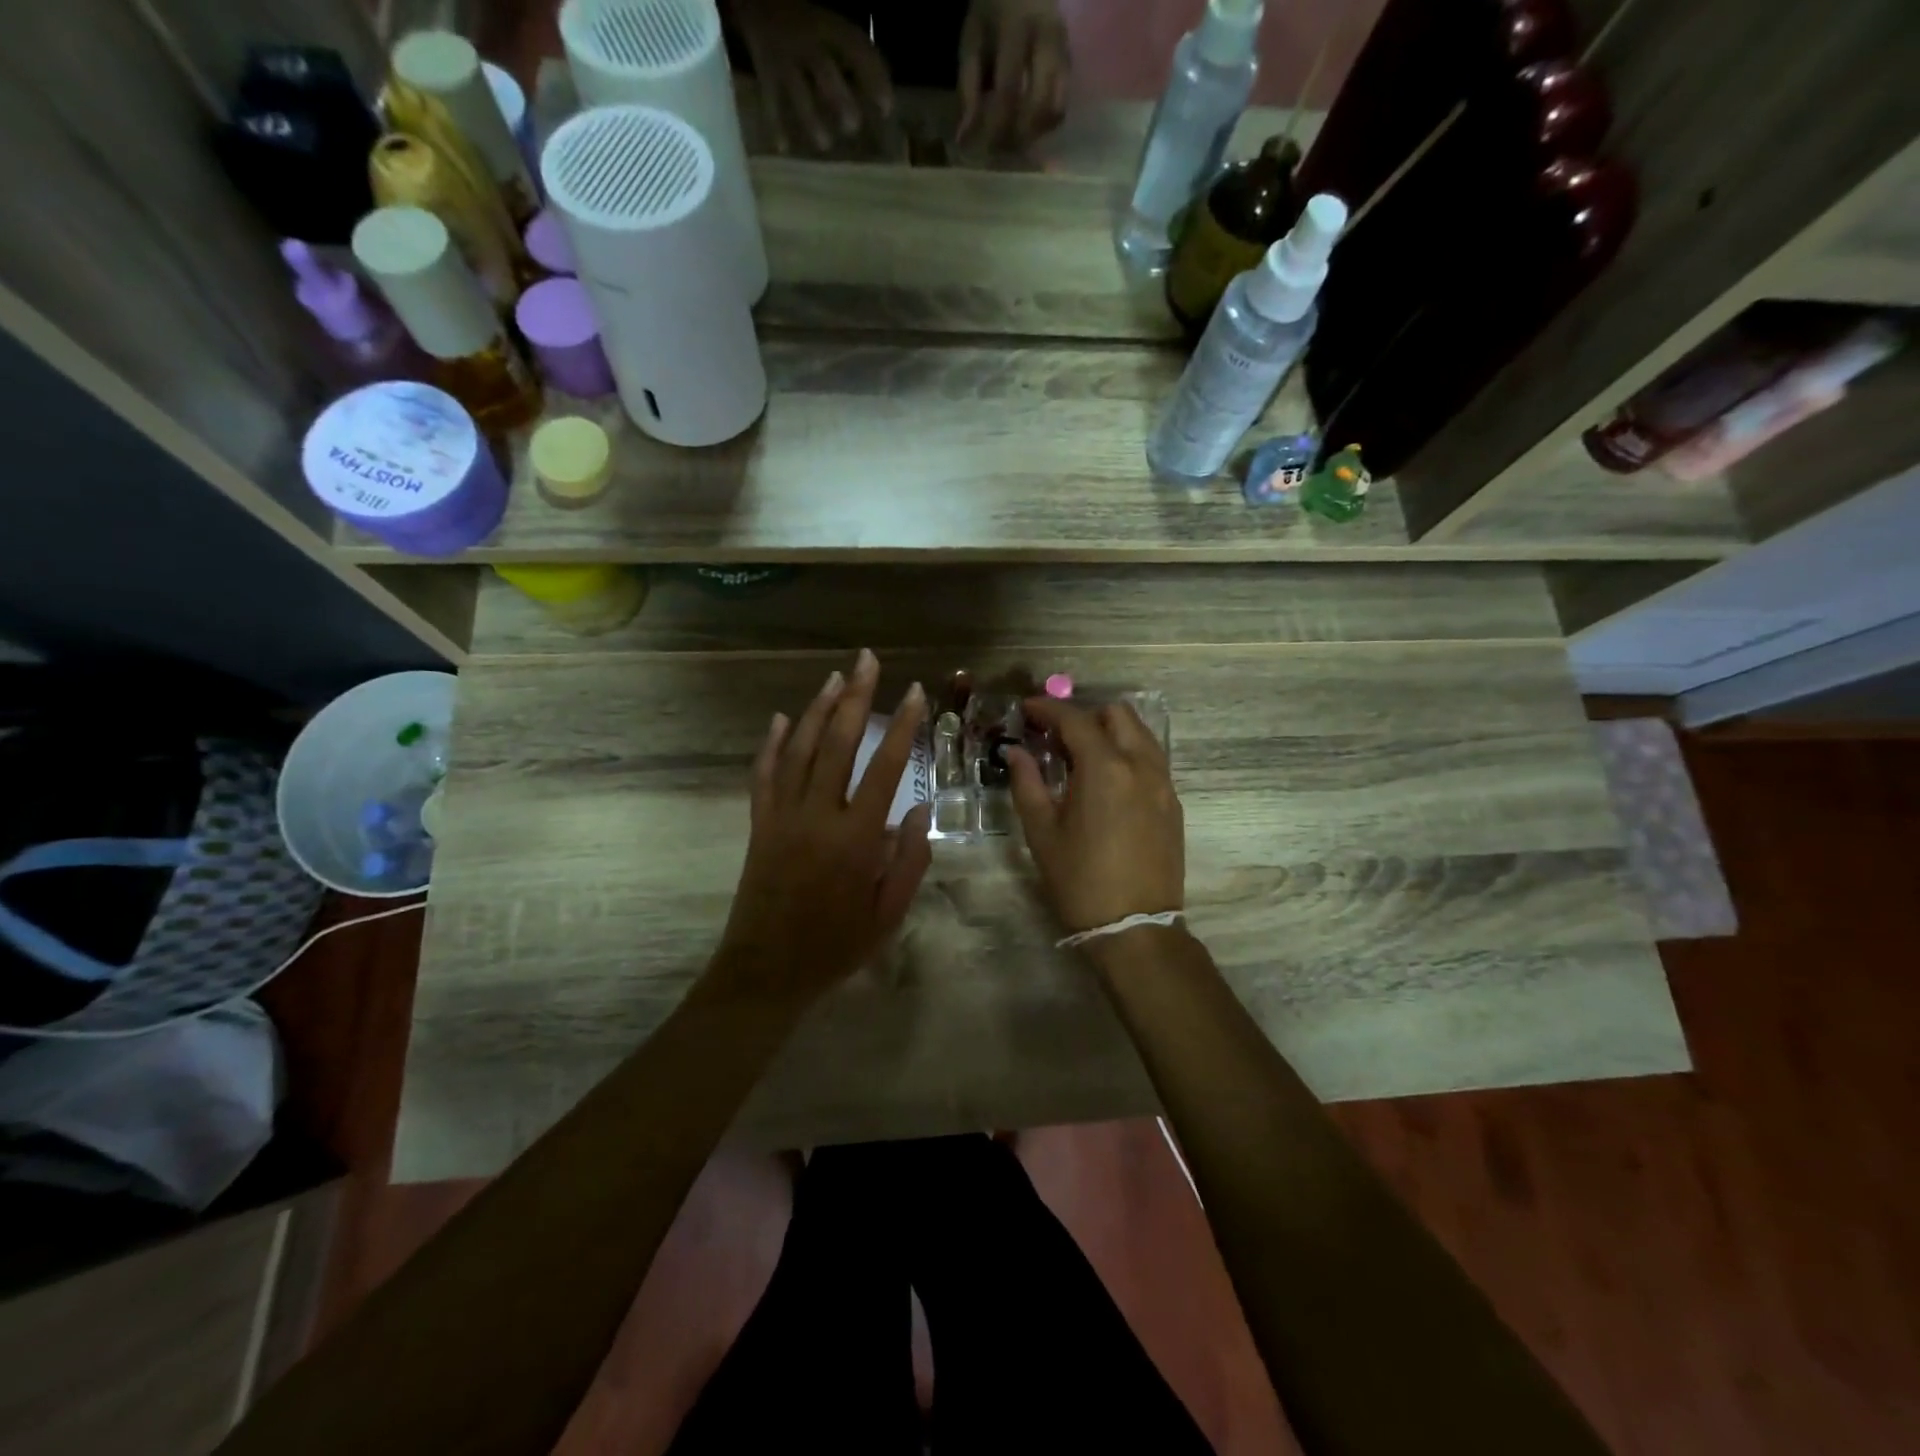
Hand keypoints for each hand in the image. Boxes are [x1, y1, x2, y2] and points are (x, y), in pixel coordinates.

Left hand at [713, 650, 931, 1002]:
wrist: (766, 971)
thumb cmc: (835, 946)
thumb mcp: (888, 914)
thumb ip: (909, 860)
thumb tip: (918, 810)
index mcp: (855, 838)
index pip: (885, 768)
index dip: (901, 726)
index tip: (914, 693)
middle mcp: (816, 816)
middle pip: (836, 743)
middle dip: (855, 697)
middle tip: (868, 660)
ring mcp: (781, 816)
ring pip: (797, 749)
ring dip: (816, 709)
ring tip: (835, 678)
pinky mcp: (758, 824)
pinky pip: (763, 775)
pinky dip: (770, 744)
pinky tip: (778, 719)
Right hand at [729, 0, 893, 152]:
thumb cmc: (803, 21)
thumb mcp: (829, 27)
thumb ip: (852, 58)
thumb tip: (883, 100)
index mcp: (827, 25)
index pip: (856, 47)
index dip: (873, 76)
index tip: (887, 109)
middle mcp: (805, 39)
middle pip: (824, 70)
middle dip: (840, 100)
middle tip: (853, 127)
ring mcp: (783, 56)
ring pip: (798, 89)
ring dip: (811, 119)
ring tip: (825, 144)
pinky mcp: (764, 69)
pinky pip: (770, 100)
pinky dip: (775, 125)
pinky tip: (783, 148)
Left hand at [957, 0, 1070, 150]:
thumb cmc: (992, 13)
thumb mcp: (973, 40)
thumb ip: (969, 88)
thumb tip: (964, 138)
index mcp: (1018, 29)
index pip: (1009, 91)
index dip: (996, 126)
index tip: (983, 147)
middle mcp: (1048, 41)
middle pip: (1039, 106)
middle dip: (1017, 135)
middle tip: (999, 148)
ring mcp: (1064, 54)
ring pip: (1054, 111)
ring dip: (1032, 135)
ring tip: (1012, 139)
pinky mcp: (1070, 66)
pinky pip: (1060, 109)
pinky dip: (1042, 127)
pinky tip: (1026, 128)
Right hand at [1006, 698, 1183, 935]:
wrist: (1136, 927)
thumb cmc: (1080, 880)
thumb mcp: (1042, 832)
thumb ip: (1027, 783)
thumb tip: (1015, 752)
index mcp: (1105, 768)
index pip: (1075, 719)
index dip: (1047, 708)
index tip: (1026, 709)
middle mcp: (1141, 765)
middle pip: (1117, 714)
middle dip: (1084, 715)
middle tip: (1055, 736)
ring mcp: (1164, 783)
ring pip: (1140, 734)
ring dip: (1110, 731)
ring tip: (1081, 754)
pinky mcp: (1174, 803)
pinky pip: (1152, 759)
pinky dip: (1128, 753)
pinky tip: (1107, 779)